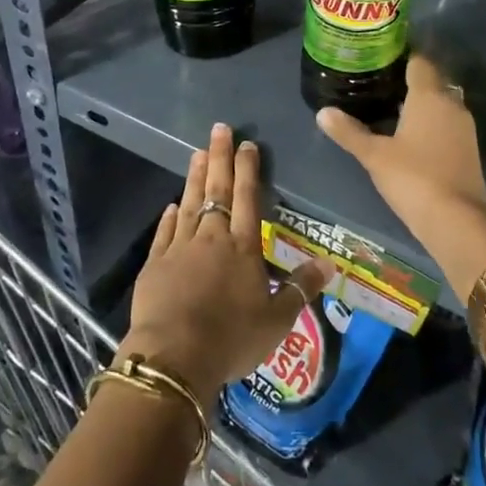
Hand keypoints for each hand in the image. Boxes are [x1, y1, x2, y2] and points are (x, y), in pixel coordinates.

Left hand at [118, 123, 331, 404]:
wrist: (174, 356)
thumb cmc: (232, 339)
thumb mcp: (278, 320)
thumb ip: (301, 288)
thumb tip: (330, 263)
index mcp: (243, 247)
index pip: (248, 198)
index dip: (248, 169)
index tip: (247, 144)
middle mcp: (212, 238)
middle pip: (217, 190)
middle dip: (219, 158)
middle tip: (219, 128)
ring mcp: (180, 247)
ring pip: (189, 203)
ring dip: (194, 177)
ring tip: (196, 152)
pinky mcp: (156, 263)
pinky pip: (165, 232)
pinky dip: (169, 216)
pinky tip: (171, 204)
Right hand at [316, 53, 485, 298]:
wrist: (458, 222)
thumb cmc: (414, 178)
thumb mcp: (374, 155)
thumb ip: (349, 132)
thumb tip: (322, 112)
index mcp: (429, 96)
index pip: (419, 61)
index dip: (402, 55)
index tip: (380, 55)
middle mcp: (452, 104)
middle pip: (432, 80)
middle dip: (409, 79)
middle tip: (378, 81)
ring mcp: (464, 127)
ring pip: (441, 103)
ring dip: (420, 103)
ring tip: (389, 106)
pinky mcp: (468, 149)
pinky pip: (446, 123)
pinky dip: (430, 122)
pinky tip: (409, 134)